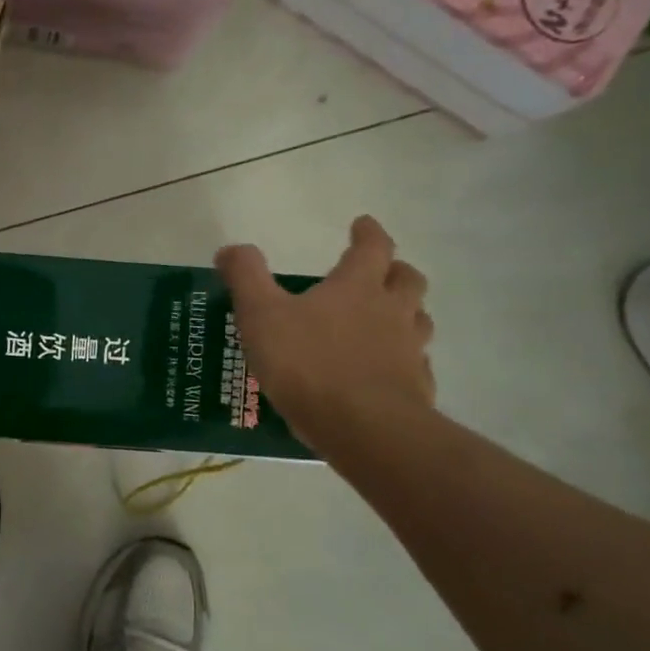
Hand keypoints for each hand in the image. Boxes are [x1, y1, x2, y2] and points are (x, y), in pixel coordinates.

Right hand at [215, 216, 434, 451]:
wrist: (362, 426)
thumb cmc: (307, 363)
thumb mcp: (260, 316)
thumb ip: (246, 278)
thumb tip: (231, 248)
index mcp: (357, 287)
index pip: (373, 247)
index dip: (368, 232)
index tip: (362, 224)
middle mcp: (392, 311)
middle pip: (407, 279)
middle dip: (395, 270)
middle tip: (380, 272)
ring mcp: (410, 350)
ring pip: (418, 320)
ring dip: (406, 313)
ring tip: (386, 321)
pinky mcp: (416, 387)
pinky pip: (416, 365)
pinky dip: (405, 361)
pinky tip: (386, 372)